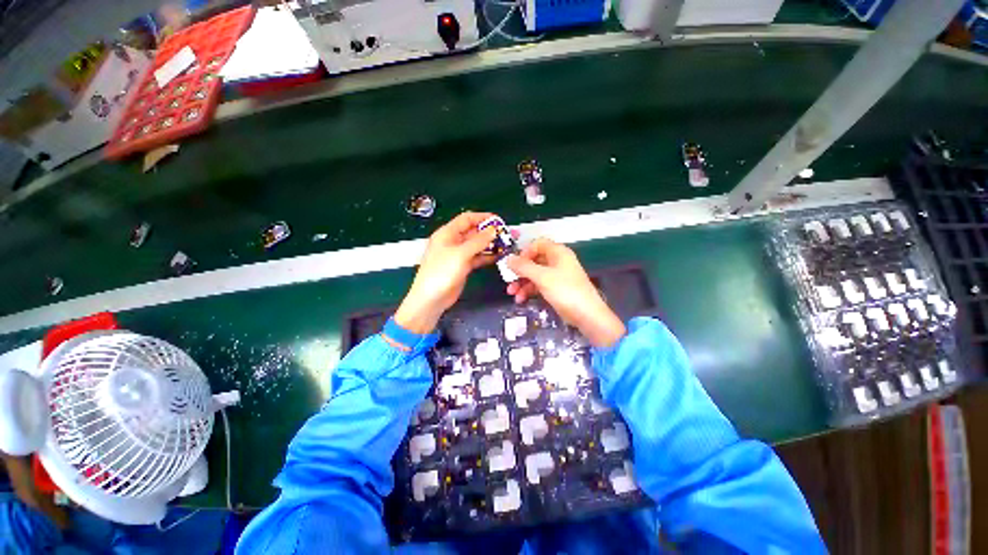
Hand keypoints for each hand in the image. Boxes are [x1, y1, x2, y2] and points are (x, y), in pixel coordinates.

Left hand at [394, 212, 498, 333]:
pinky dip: (487, 256)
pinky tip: (499, 256)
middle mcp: (453, 242)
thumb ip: (478, 241)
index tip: (498, 221)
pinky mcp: (463, 266)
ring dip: (490, 245)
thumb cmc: (441, 273)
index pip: (467, 219)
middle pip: (474, 232)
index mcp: (447, 233)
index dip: (483, 218)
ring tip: (506, 245)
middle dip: (490, 232)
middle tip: (507, 234)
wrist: (431, 299)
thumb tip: (493, 230)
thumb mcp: (460, 254)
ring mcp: (458, 255)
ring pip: (477, 245)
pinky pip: (477, 257)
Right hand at [506, 238, 625, 347]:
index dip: (525, 252)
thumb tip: (507, 259)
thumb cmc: (565, 290)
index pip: (537, 244)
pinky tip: (521, 300)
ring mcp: (557, 276)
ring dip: (522, 283)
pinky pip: (539, 285)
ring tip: (513, 294)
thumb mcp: (542, 277)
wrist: (586, 315)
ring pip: (534, 274)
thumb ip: (523, 267)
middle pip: (534, 260)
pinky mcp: (556, 289)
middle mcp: (557, 261)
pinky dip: (529, 291)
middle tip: (509, 281)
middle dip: (520, 271)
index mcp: (558, 252)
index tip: (515, 264)